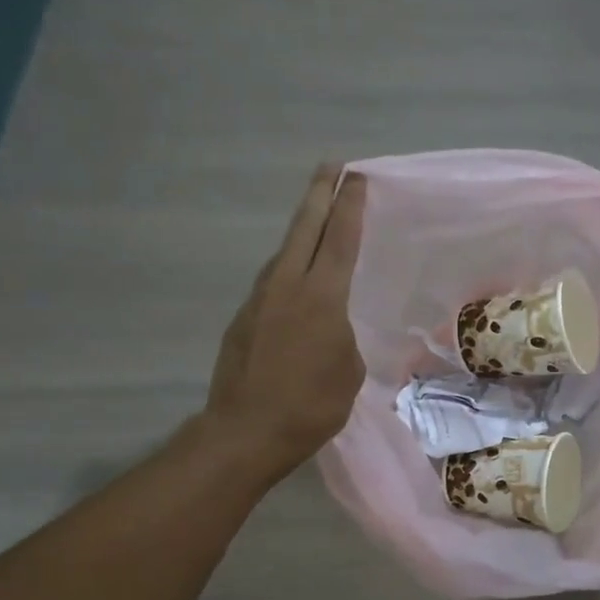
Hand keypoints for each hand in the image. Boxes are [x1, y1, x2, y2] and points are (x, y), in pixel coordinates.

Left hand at [199, 164, 366, 483]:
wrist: (246, 431)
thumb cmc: (311, 406)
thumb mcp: (348, 372)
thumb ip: (342, 338)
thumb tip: (330, 329)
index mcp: (322, 298)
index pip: (340, 240)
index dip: (349, 207)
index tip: (356, 178)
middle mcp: (287, 286)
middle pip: (304, 228)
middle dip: (319, 195)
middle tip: (331, 167)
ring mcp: (259, 300)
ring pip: (283, 253)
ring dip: (301, 232)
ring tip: (316, 222)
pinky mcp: (242, 319)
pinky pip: (272, 283)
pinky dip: (288, 269)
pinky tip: (296, 282)